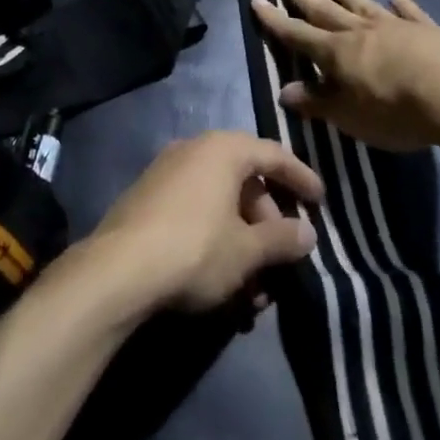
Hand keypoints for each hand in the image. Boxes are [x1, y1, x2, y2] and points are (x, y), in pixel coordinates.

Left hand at [87, 131, 322, 315]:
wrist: (118, 269)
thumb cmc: (195, 249)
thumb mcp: (247, 251)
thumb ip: (282, 238)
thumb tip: (307, 233)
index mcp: (223, 149)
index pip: (273, 154)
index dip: (301, 177)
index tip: (321, 201)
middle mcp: (194, 149)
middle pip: (245, 180)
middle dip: (267, 224)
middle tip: (282, 259)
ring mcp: (167, 172)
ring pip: (220, 203)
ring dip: (242, 242)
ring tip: (254, 291)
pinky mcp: (148, 198)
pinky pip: (195, 212)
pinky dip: (216, 240)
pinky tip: (222, 283)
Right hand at [251, 0, 439, 152]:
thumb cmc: (396, 111)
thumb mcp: (349, 117)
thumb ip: (318, 103)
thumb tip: (284, 92)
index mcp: (336, 53)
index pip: (297, 34)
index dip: (275, 20)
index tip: (257, 0)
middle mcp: (360, 32)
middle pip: (325, 10)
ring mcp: (394, 27)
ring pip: (363, 5)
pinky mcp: (427, 30)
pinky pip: (408, 13)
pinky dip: (400, 5)